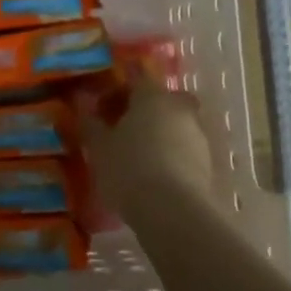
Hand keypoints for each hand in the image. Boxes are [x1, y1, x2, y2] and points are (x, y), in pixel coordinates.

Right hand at [77, 80, 224, 227]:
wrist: (173, 211)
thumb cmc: (129, 169)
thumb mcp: (99, 148)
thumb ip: (91, 124)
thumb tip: (83, 106)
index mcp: (152, 96)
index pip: (137, 79)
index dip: (118, 91)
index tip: (102, 108)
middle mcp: (179, 109)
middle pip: (161, 101)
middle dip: (144, 111)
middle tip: (123, 130)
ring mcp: (197, 136)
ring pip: (175, 125)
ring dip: (159, 135)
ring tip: (136, 158)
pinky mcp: (207, 163)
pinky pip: (184, 150)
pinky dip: (170, 156)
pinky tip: (153, 176)